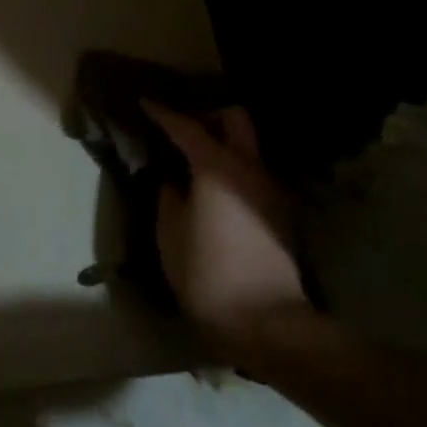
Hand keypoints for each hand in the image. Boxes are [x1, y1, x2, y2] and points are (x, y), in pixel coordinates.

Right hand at [143, 103, 308, 358]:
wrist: (267, 323)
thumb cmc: (207, 276)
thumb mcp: (170, 236)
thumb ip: (169, 198)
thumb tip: (173, 181)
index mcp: (216, 169)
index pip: (187, 127)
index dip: (163, 113)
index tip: (146, 103)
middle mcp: (250, 169)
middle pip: (236, 120)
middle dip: (209, 116)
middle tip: (182, 130)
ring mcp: (271, 190)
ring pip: (249, 147)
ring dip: (224, 144)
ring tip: (195, 161)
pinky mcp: (280, 213)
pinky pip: (254, 173)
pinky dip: (234, 169)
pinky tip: (214, 191)